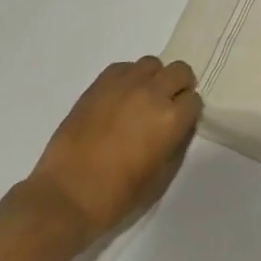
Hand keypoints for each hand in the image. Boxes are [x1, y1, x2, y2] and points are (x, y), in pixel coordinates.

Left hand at [21, 56, 201, 239]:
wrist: (66, 196)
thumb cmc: (117, 196)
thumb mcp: (161, 176)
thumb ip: (176, 143)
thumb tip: (179, 126)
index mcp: (171, 119)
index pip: (194, 100)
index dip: (187, 112)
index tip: (179, 124)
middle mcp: (152, 94)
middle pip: (180, 71)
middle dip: (178, 87)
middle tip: (165, 107)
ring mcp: (124, 85)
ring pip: (152, 64)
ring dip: (153, 79)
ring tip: (140, 100)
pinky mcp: (99, 85)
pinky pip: (123, 67)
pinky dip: (128, 78)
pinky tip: (119, 98)